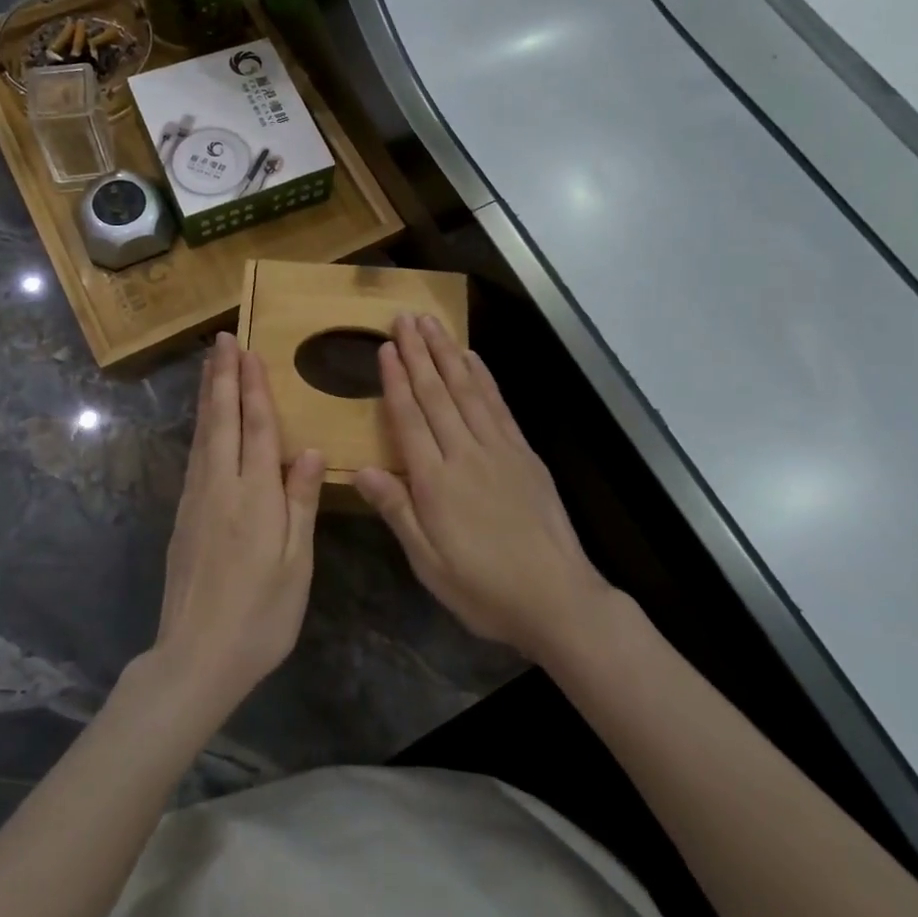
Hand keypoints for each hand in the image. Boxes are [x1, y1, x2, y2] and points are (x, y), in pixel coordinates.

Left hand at [152, 333, 325, 712]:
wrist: (196, 656)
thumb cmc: (261, 614)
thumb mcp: (296, 563)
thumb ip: (300, 502)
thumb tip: (311, 450)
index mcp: (255, 494)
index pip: (257, 427)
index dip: (254, 387)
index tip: (249, 351)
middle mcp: (221, 485)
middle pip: (222, 419)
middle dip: (224, 377)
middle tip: (222, 340)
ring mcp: (196, 499)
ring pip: (203, 434)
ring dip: (209, 395)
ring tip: (211, 366)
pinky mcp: (183, 516)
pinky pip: (195, 456)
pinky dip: (201, 427)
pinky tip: (204, 423)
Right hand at [356, 314, 610, 661]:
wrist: (557, 598)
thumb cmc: (482, 588)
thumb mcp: (428, 562)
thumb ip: (396, 510)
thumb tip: (360, 470)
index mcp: (435, 482)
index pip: (409, 419)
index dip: (395, 381)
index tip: (384, 348)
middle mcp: (464, 454)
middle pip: (436, 394)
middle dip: (418, 353)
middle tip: (404, 318)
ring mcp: (499, 449)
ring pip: (467, 390)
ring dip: (447, 353)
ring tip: (431, 324)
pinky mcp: (524, 453)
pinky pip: (498, 405)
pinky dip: (483, 377)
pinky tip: (473, 358)